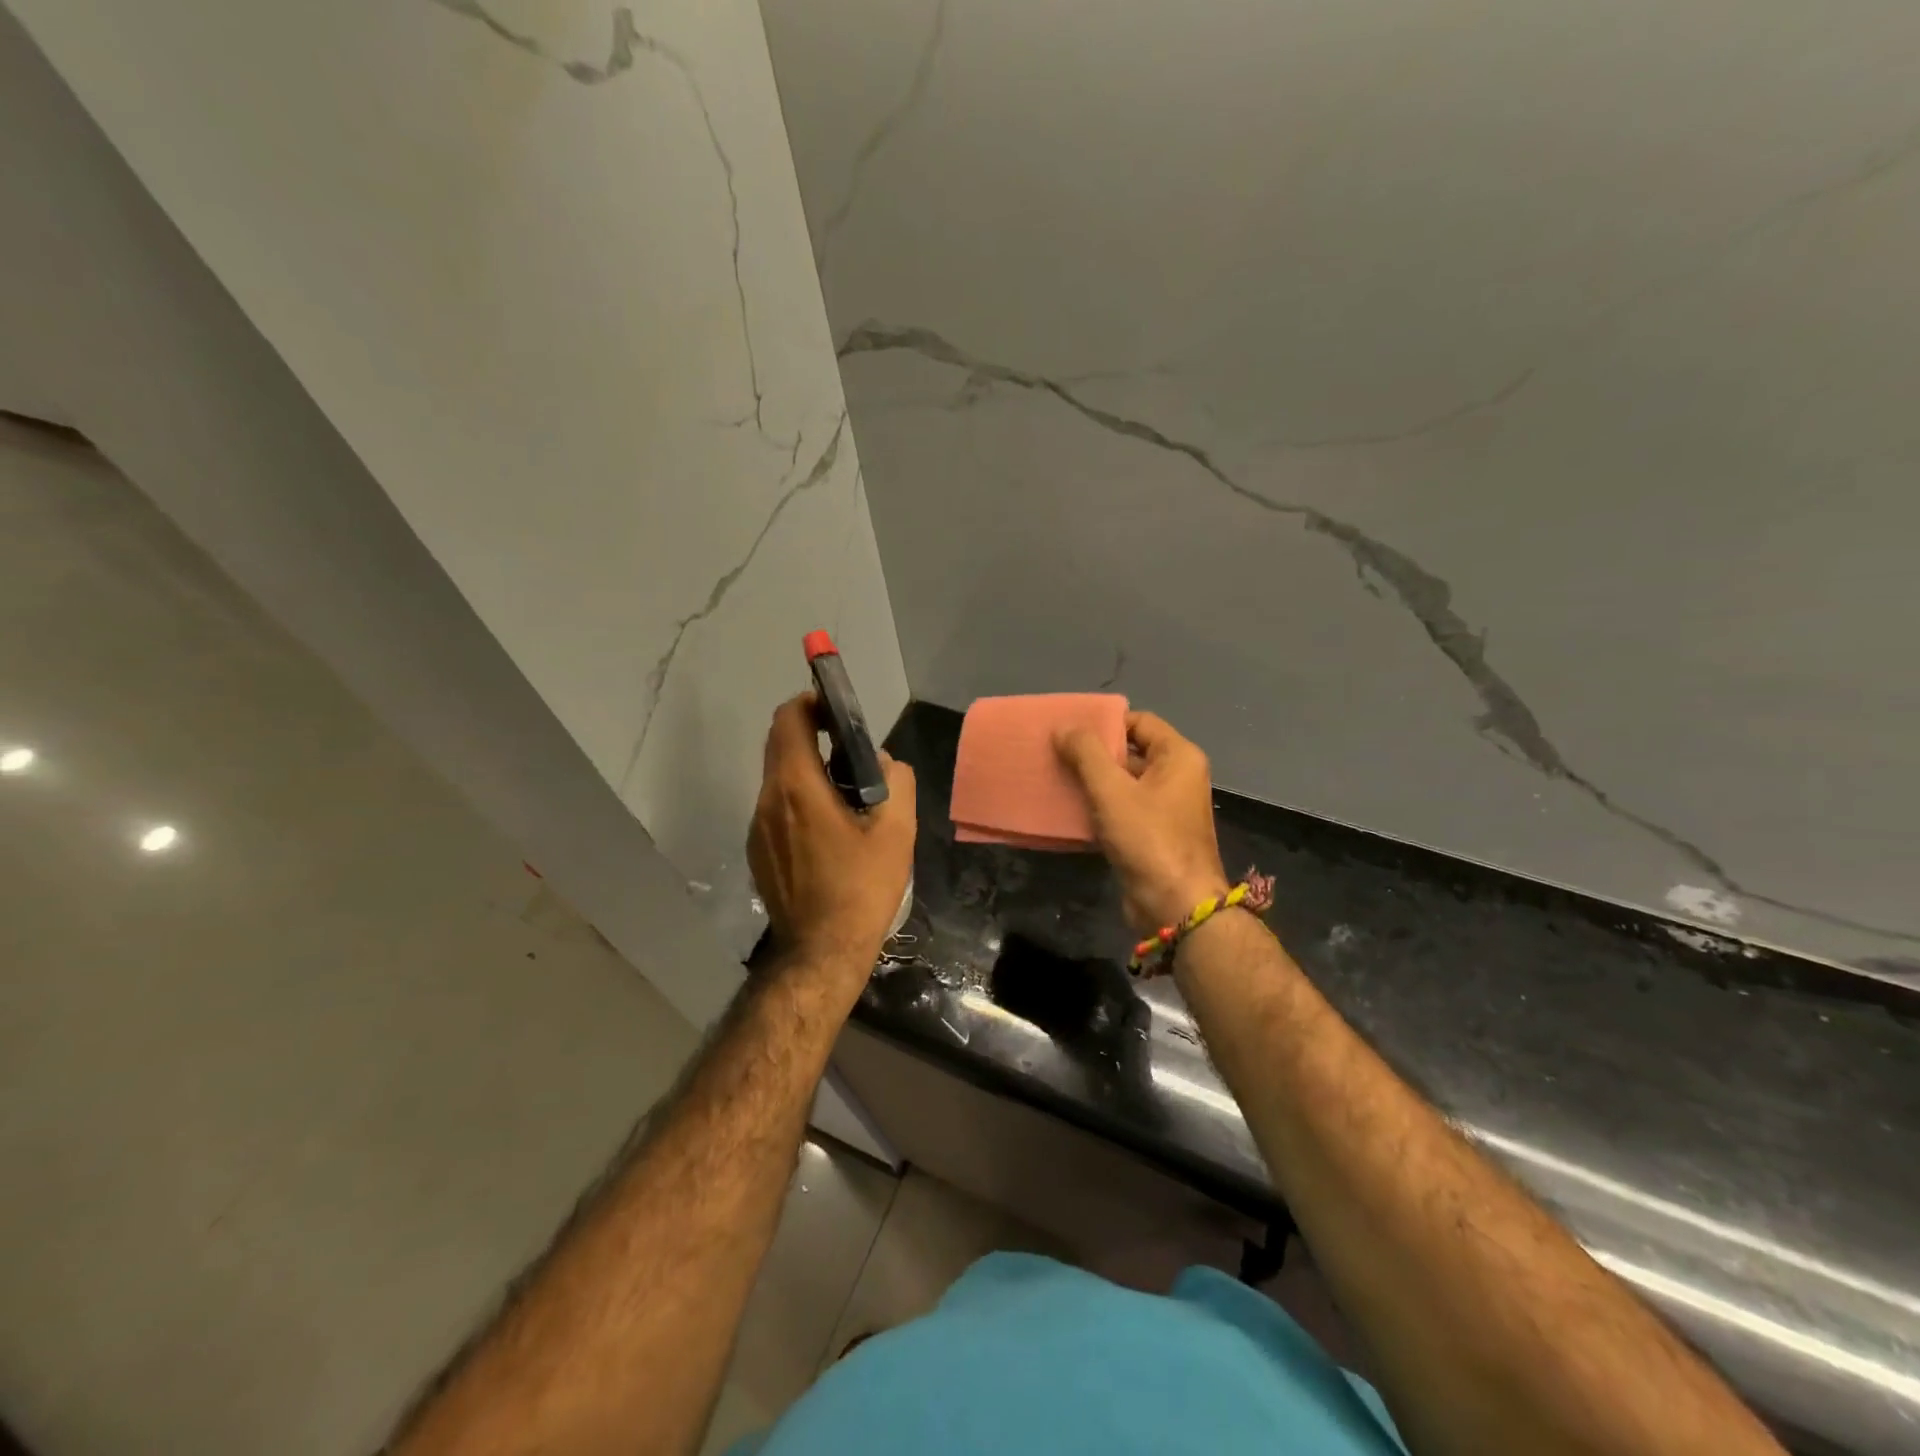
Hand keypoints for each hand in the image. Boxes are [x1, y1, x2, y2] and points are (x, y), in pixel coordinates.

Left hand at [748, 693, 915, 970]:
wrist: (821, 953)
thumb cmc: (862, 888)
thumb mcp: (897, 832)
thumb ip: (897, 783)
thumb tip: (885, 765)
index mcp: (797, 788)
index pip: (788, 721)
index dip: (810, 704)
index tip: (836, 709)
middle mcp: (767, 801)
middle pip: (778, 745)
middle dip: (809, 732)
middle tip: (847, 744)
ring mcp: (757, 829)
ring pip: (776, 778)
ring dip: (804, 767)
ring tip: (844, 788)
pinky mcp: (758, 852)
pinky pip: (775, 807)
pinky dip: (797, 797)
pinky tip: (827, 827)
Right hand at [1055, 711, 1228, 935]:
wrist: (1175, 906)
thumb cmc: (1148, 839)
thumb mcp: (1111, 790)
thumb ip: (1086, 753)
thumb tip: (1064, 728)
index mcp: (1178, 756)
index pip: (1139, 722)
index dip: (1104, 722)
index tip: (1068, 729)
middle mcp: (1177, 776)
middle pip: (1131, 751)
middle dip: (1093, 752)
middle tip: (1054, 751)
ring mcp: (1166, 807)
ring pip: (1124, 782)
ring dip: (1092, 780)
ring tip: (1054, 776)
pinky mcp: (1153, 834)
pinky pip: (1123, 808)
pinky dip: (1099, 806)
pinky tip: (1068, 808)